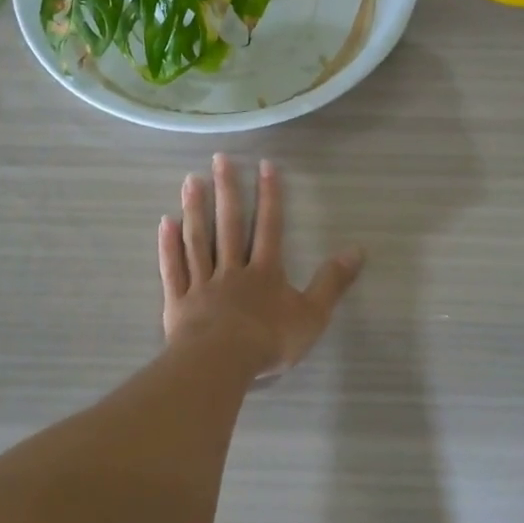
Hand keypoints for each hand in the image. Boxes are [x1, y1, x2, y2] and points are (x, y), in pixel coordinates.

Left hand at [159, 155, 364, 378]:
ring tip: (190, 180)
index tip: (265, 164)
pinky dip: (169, 246)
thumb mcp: (313, 315)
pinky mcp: (179, 302)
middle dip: (227, 190)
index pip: (269, 226)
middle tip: (219, 158)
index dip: (269, 195)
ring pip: (198, 240)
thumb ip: (332, 282)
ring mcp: (203, 283)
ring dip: (195, 209)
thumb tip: (357, 250)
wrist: (221, 363)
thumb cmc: (269, 341)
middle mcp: (232, 269)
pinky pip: (174, 269)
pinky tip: (165, 222)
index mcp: (264, 272)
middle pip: (229, 224)